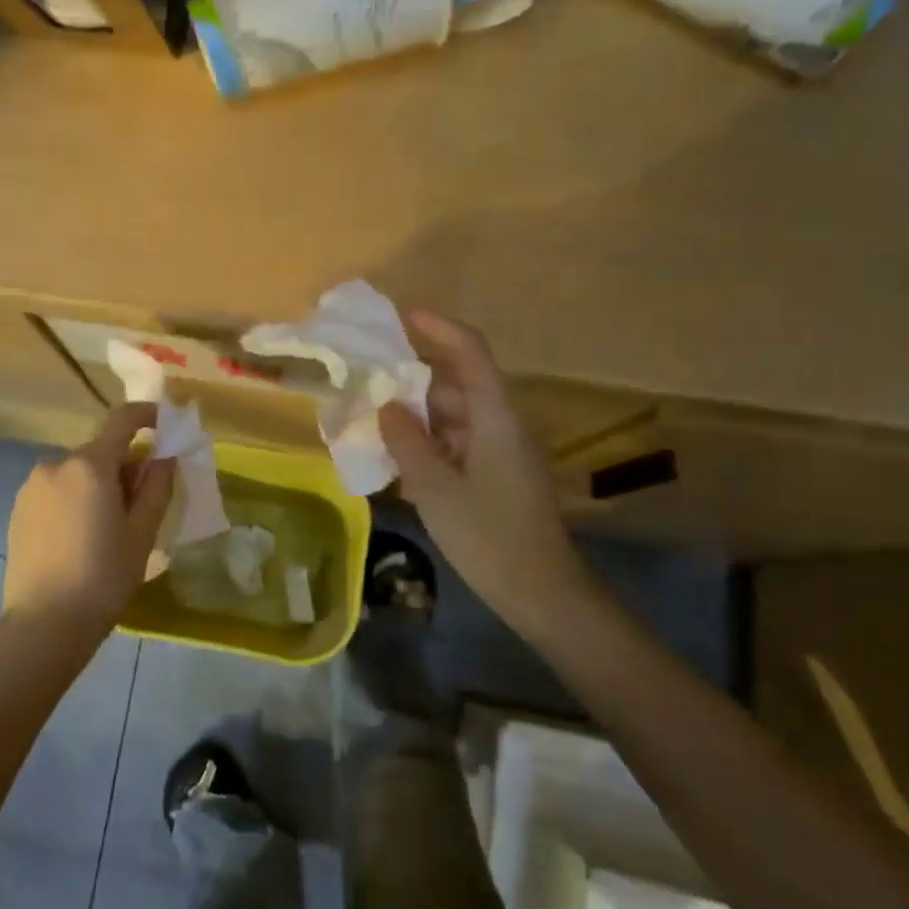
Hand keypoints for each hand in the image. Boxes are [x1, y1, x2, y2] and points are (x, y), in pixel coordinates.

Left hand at [2, 403, 174, 633]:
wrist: (43, 623)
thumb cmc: (104, 577)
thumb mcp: (142, 533)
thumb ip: (157, 486)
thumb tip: (165, 457)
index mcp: (90, 465)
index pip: (122, 420)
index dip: (147, 415)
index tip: (165, 424)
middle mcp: (56, 463)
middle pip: (100, 450)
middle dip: (125, 464)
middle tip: (141, 502)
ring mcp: (32, 485)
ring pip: (77, 471)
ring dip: (98, 483)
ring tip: (108, 526)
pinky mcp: (18, 507)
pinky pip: (57, 489)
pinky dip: (76, 497)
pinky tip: (80, 536)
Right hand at [379, 312, 583, 632]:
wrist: (541, 591)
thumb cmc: (488, 536)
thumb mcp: (435, 488)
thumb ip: (406, 441)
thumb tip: (387, 406)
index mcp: (495, 416)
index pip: (470, 352)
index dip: (438, 328)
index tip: (401, 317)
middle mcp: (502, 424)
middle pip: (457, 384)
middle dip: (413, 380)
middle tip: (368, 384)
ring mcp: (503, 450)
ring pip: (455, 416)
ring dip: (418, 416)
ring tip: (374, 424)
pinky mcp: (499, 474)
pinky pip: (459, 442)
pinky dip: (430, 443)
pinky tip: (400, 460)